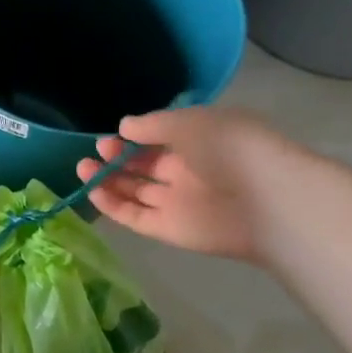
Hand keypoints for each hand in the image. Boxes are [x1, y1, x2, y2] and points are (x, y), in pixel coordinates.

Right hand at [76, 107, 298, 263]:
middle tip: (98, 150)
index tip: (114, 134)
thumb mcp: (189, 123)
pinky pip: (136, 216)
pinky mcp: (170, 229)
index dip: (135, 137)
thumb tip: (124, 127)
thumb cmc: (231, 148)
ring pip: (136, 191)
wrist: (268, 201)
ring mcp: (178, 202)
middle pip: (145, 166)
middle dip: (118, 157)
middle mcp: (189, 172)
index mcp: (201, 143)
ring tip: (83, 168)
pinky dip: (114, 206)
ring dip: (109, 180)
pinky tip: (93, 192)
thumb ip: (152, 125)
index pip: (161, 139)